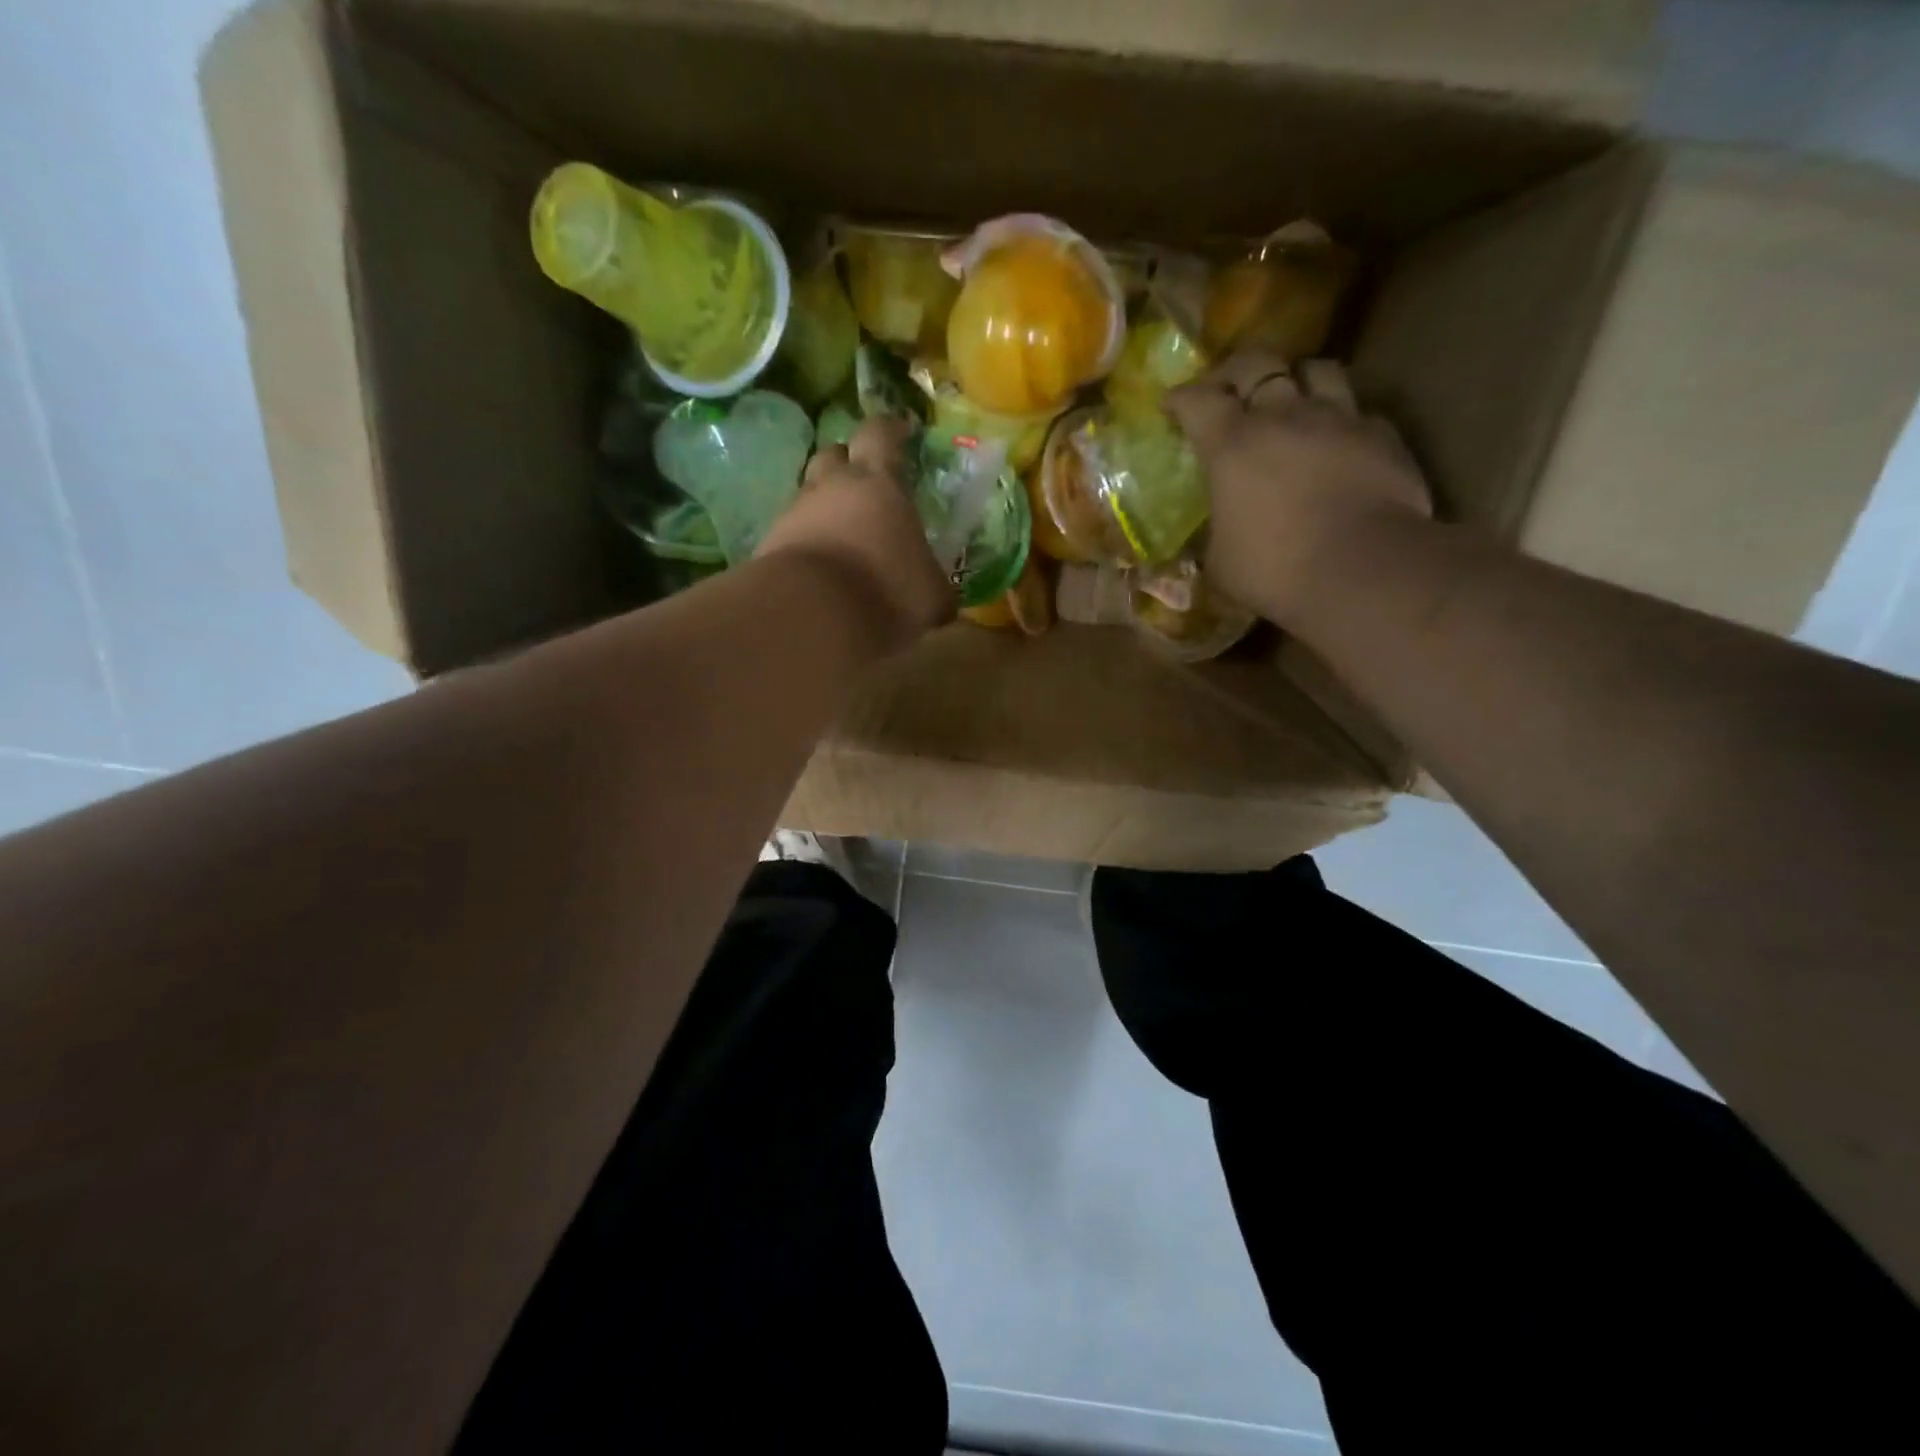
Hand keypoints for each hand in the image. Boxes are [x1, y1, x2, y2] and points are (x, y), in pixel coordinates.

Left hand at [757, 416, 954, 651]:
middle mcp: (832, 487)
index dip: (890, 430)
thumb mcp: (930, 597)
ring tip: (840, 533)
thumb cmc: (885, 592)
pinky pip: (790, 532)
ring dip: (824, 506)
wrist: (810, 615)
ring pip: (809, 494)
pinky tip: (818, 567)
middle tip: (863, 481)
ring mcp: (795, 513)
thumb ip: (934, 588)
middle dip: (847, 462)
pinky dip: (805, 542)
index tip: (901, 431)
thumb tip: (941, 599)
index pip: (881, 435)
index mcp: (879, 484)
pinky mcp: (769, 544)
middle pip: (834, 455)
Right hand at [1166, 351, 1430, 625]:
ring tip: (1291, 398)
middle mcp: (1283, 416)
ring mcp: (1338, 419)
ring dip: (1297, 378)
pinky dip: (1342, 419)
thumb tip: (1208, 539)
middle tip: (1227, 388)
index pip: (1197, 400)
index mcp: (1232, 445)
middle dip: (1235, 371)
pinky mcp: (1382, 435)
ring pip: (1316, 369)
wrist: (1362, 569)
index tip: (1171, 406)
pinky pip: (1358, 411)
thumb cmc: (1274, 569)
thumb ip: (1211, 538)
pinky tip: (1338, 440)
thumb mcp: (1219, 563)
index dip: (1180, 398)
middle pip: (1257, 364)